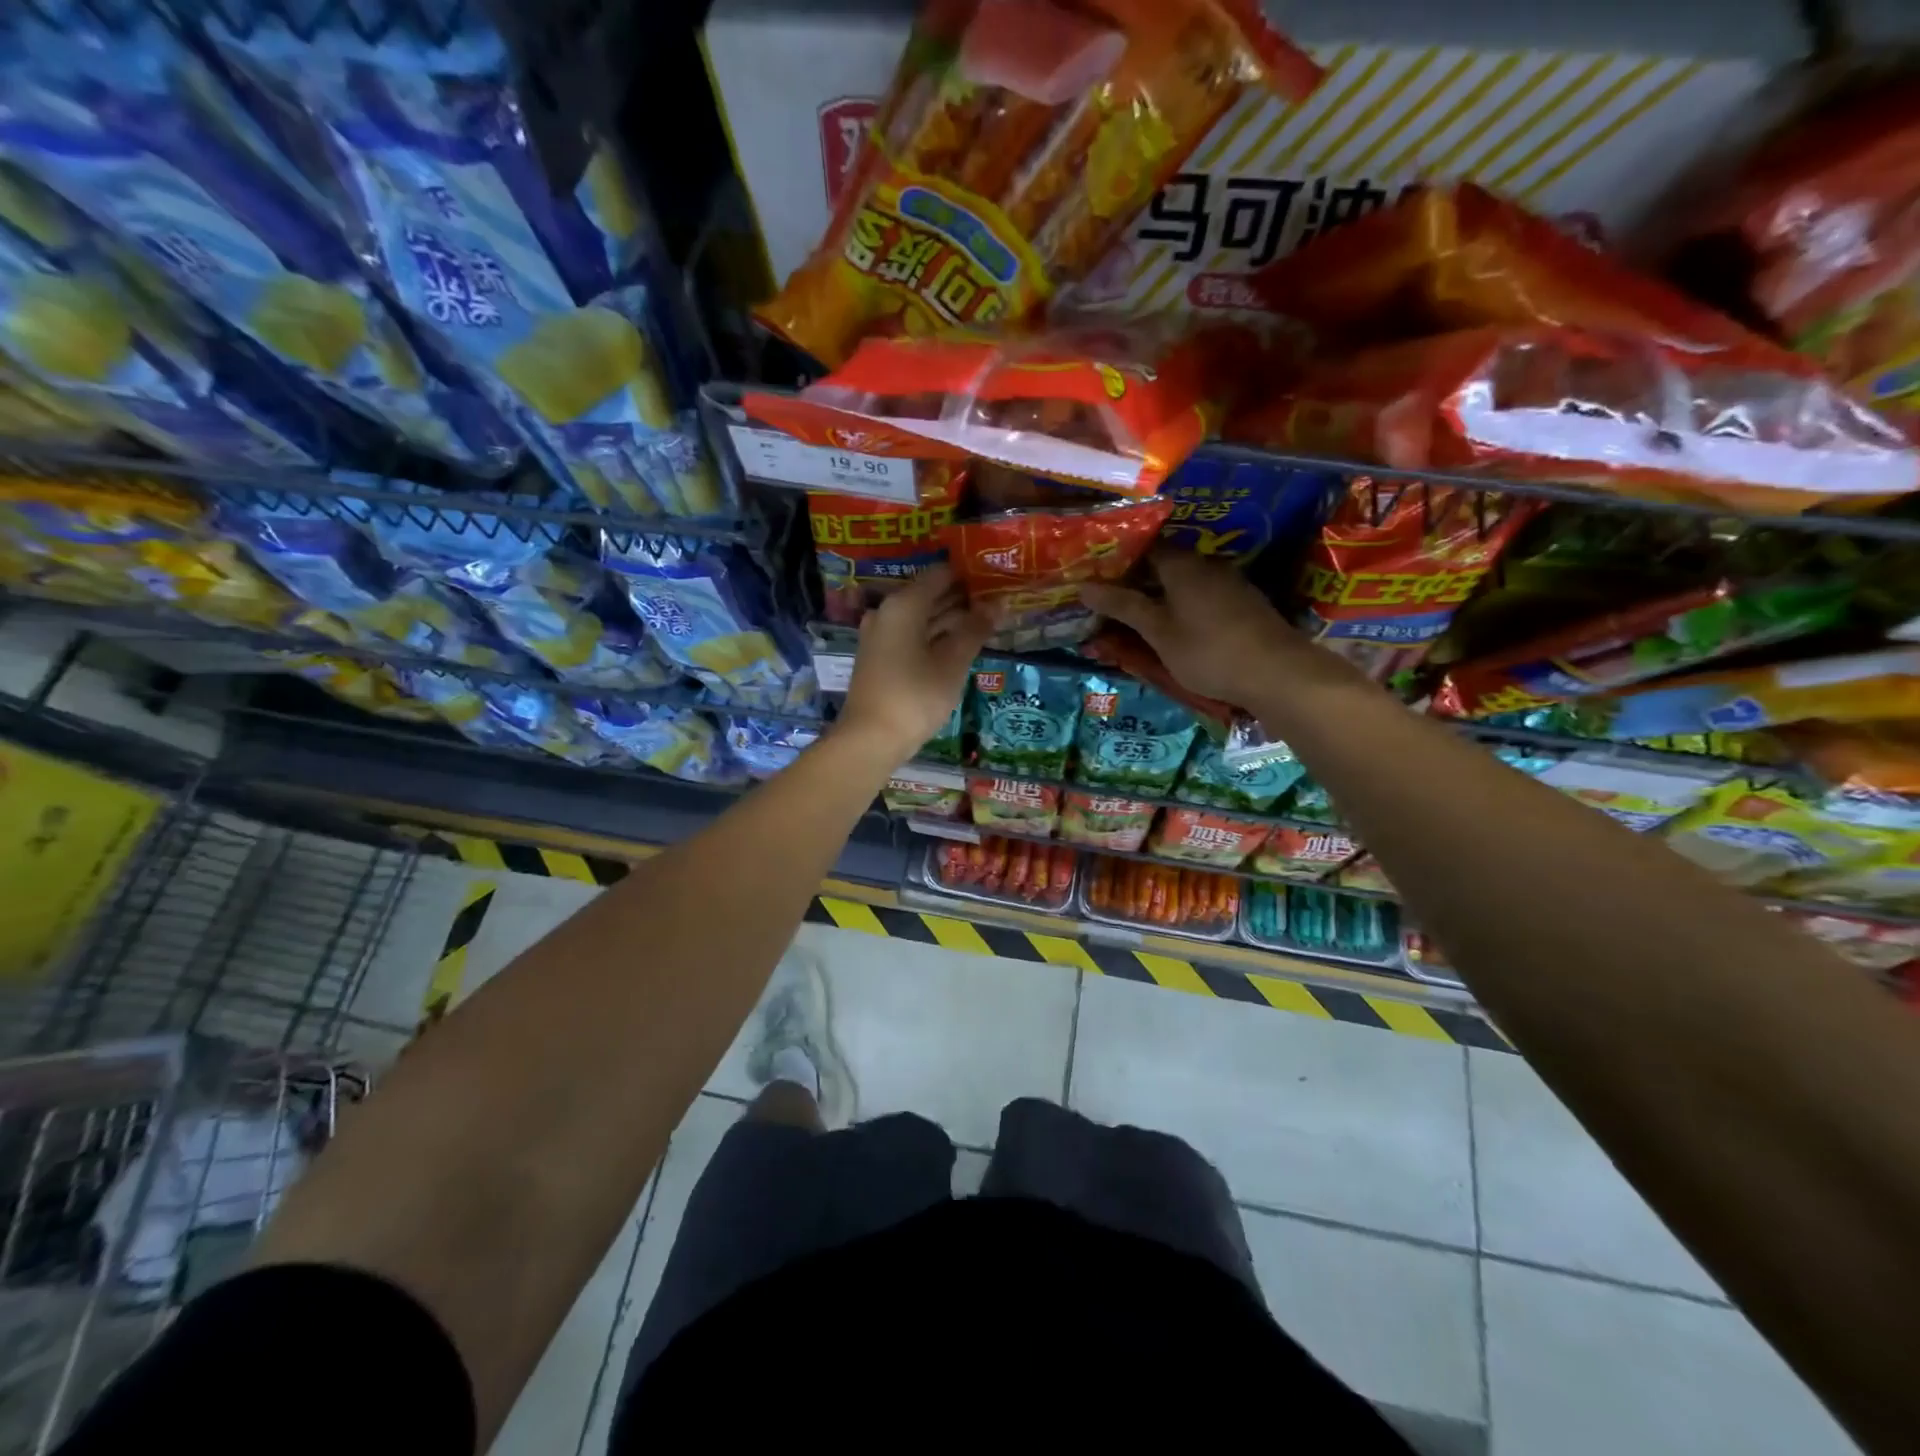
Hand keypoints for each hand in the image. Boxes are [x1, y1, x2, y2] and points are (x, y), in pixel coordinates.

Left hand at [839, 564, 989, 758]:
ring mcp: (880, 635)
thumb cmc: (915, 696)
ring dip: (950, 619)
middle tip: (997, 601)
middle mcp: (887, 612)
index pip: (941, 575)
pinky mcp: (879, 657)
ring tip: (986, 622)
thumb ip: (975, 630)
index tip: (996, 578)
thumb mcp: (952, 663)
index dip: (969, 575)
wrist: (870, 739)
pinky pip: (912, 635)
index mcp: (903, 604)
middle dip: (962, 598)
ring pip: (921, 617)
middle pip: (929, 594)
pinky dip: (935, 636)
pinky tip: (959, 644)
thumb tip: (998, 604)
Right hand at [1081, 551, 1363, 707]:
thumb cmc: (1208, 651)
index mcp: (1182, 565)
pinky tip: (1176, 626)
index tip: (1097, 574)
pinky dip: (1184, 606)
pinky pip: (1203, 596)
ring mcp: (1230, 583)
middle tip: (1111, 600)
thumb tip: (1084, 586)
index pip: (1145, 547)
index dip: (1120, 559)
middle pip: (1165, 564)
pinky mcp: (1244, 603)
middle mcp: (1207, 565)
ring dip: (1162, 595)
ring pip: (1185, 582)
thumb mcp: (1159, 632)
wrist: (1277, 672)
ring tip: (1139, 616)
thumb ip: (1124, 606)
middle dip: (1139, 580)